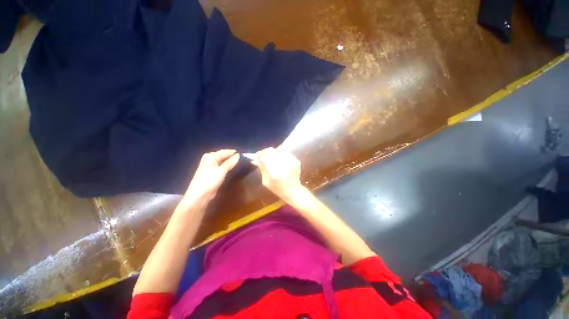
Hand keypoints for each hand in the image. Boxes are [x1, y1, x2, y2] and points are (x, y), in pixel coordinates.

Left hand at [185, 149, 239, 202]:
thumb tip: (239, 155)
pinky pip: (223, 167)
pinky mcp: (214, 173)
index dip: (234, 153)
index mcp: (210, 156)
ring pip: (224, 162)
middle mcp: (210, 159)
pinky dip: (229, 167)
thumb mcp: (221, 171)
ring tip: (242, 163)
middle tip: (244, 159)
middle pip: (224, 156)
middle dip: (233, 157)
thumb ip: (230, 162)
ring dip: (231, 162)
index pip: (225, 152)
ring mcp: (212, 166)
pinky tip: (235, 168)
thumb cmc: (209, 181)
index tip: (245, 154)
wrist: (199, 196)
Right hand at [253, 148, 307, 202]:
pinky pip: (285, 153)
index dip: (260, 154)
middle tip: (263, 156)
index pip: (265, 155)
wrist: (293, 191)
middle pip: (271, 150)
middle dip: (266, 152)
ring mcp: (291, 161)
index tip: (257, 156)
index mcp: (275, 171)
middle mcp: (284, 164)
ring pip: (278, 150)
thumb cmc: (278, 189)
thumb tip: (255, 160)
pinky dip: (280, 155)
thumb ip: (262, 169)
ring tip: (272, 159)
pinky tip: (280, 161)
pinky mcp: (296, 160)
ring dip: (273, 153)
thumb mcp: (266, 182)